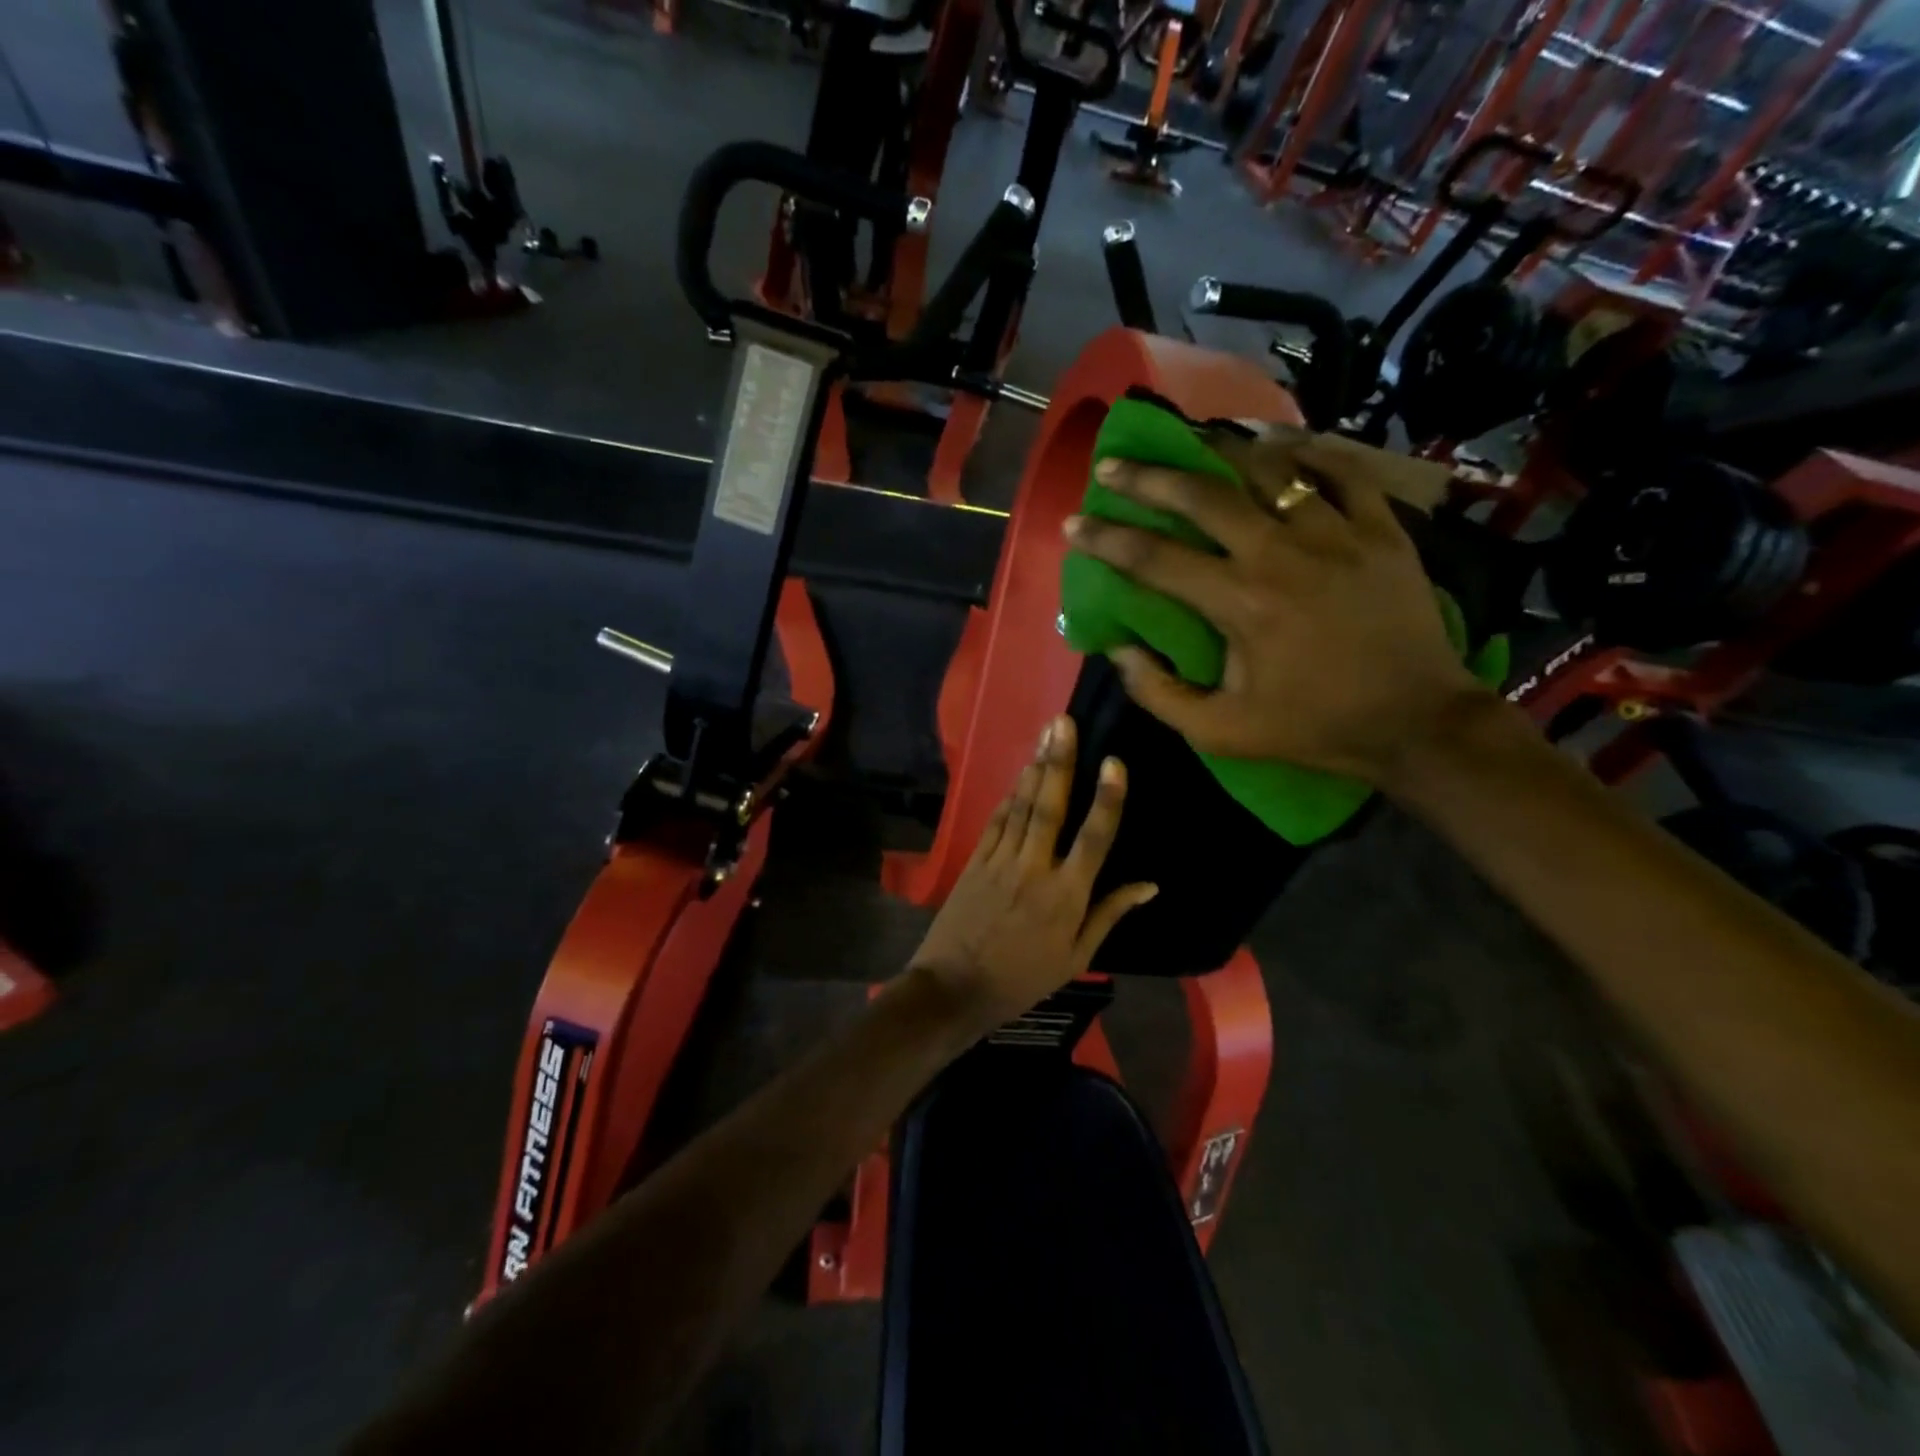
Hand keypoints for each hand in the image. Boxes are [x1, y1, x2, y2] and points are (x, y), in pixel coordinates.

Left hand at [909, 715, 1155, 1028]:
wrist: (955, 987)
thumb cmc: (1024, 978)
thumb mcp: (1076, 956)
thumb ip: (1110, 913)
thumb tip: (1150, 885)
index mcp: (1066, 896)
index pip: (1094, 838)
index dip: (1107, 799)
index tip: (1115, 762)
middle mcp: (1034, 869)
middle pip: (1050, 807)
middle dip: (1060, 762)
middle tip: (1065, 722)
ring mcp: (1000, 860)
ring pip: (1022, 806)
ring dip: (1036, 768)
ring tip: (1047, 732)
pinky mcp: (975, 860)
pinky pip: (997, 820)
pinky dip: (1010, 795)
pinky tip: (1021, 773)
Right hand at [1065, 428, 1488, 785]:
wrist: (1415, 722)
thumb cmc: (1312, 728)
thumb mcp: (1220, 733)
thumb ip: (1159, 694)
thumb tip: (1119, 649)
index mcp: (1239, 603)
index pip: (1154, 559)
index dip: (1107, 539)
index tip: (1074, 524)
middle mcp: (1282, 554)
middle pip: (1203, 496)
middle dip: (1149, 477)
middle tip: (1115, 464)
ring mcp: (1338, 534)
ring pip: (1271, 469)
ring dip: (1223, 452)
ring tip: (1195, 441)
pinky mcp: (1382, 529)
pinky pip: (1342, 472)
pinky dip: (1309, 455)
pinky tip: (1282, 450)